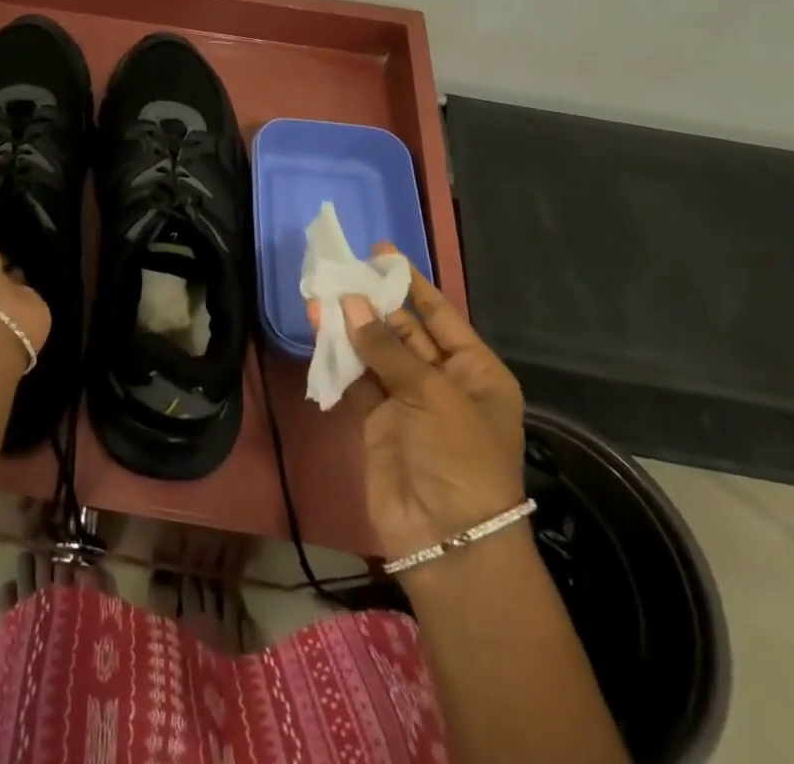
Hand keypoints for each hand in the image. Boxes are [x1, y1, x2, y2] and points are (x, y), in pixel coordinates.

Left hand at [0, 154, 52, 355]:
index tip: (16, 168)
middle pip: (2, 235)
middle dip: (18, 215)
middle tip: (47, 183)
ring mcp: (12, 285)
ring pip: (26, 252)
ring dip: (38, 235)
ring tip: (65, 201)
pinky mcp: (38, 297)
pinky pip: (48, 269)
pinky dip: (57, 255)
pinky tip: (74, 230)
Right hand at [309, 245, 524, 560]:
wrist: (448, 540)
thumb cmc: (460, 456)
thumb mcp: (433, 394)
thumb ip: (387, 348)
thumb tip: (350, 303)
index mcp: (475, 371)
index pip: (440, 314)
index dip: (412, 283)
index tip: (382, 252)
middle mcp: (443, 381)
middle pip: (404, 329)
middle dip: (374, 301)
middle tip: (341, 269)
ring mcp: (408, 402)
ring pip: (375, 351)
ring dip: (350, 325)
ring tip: (320, 291)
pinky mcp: (377, 421)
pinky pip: (357, 378)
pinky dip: (338, 355)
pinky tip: (318, 328)